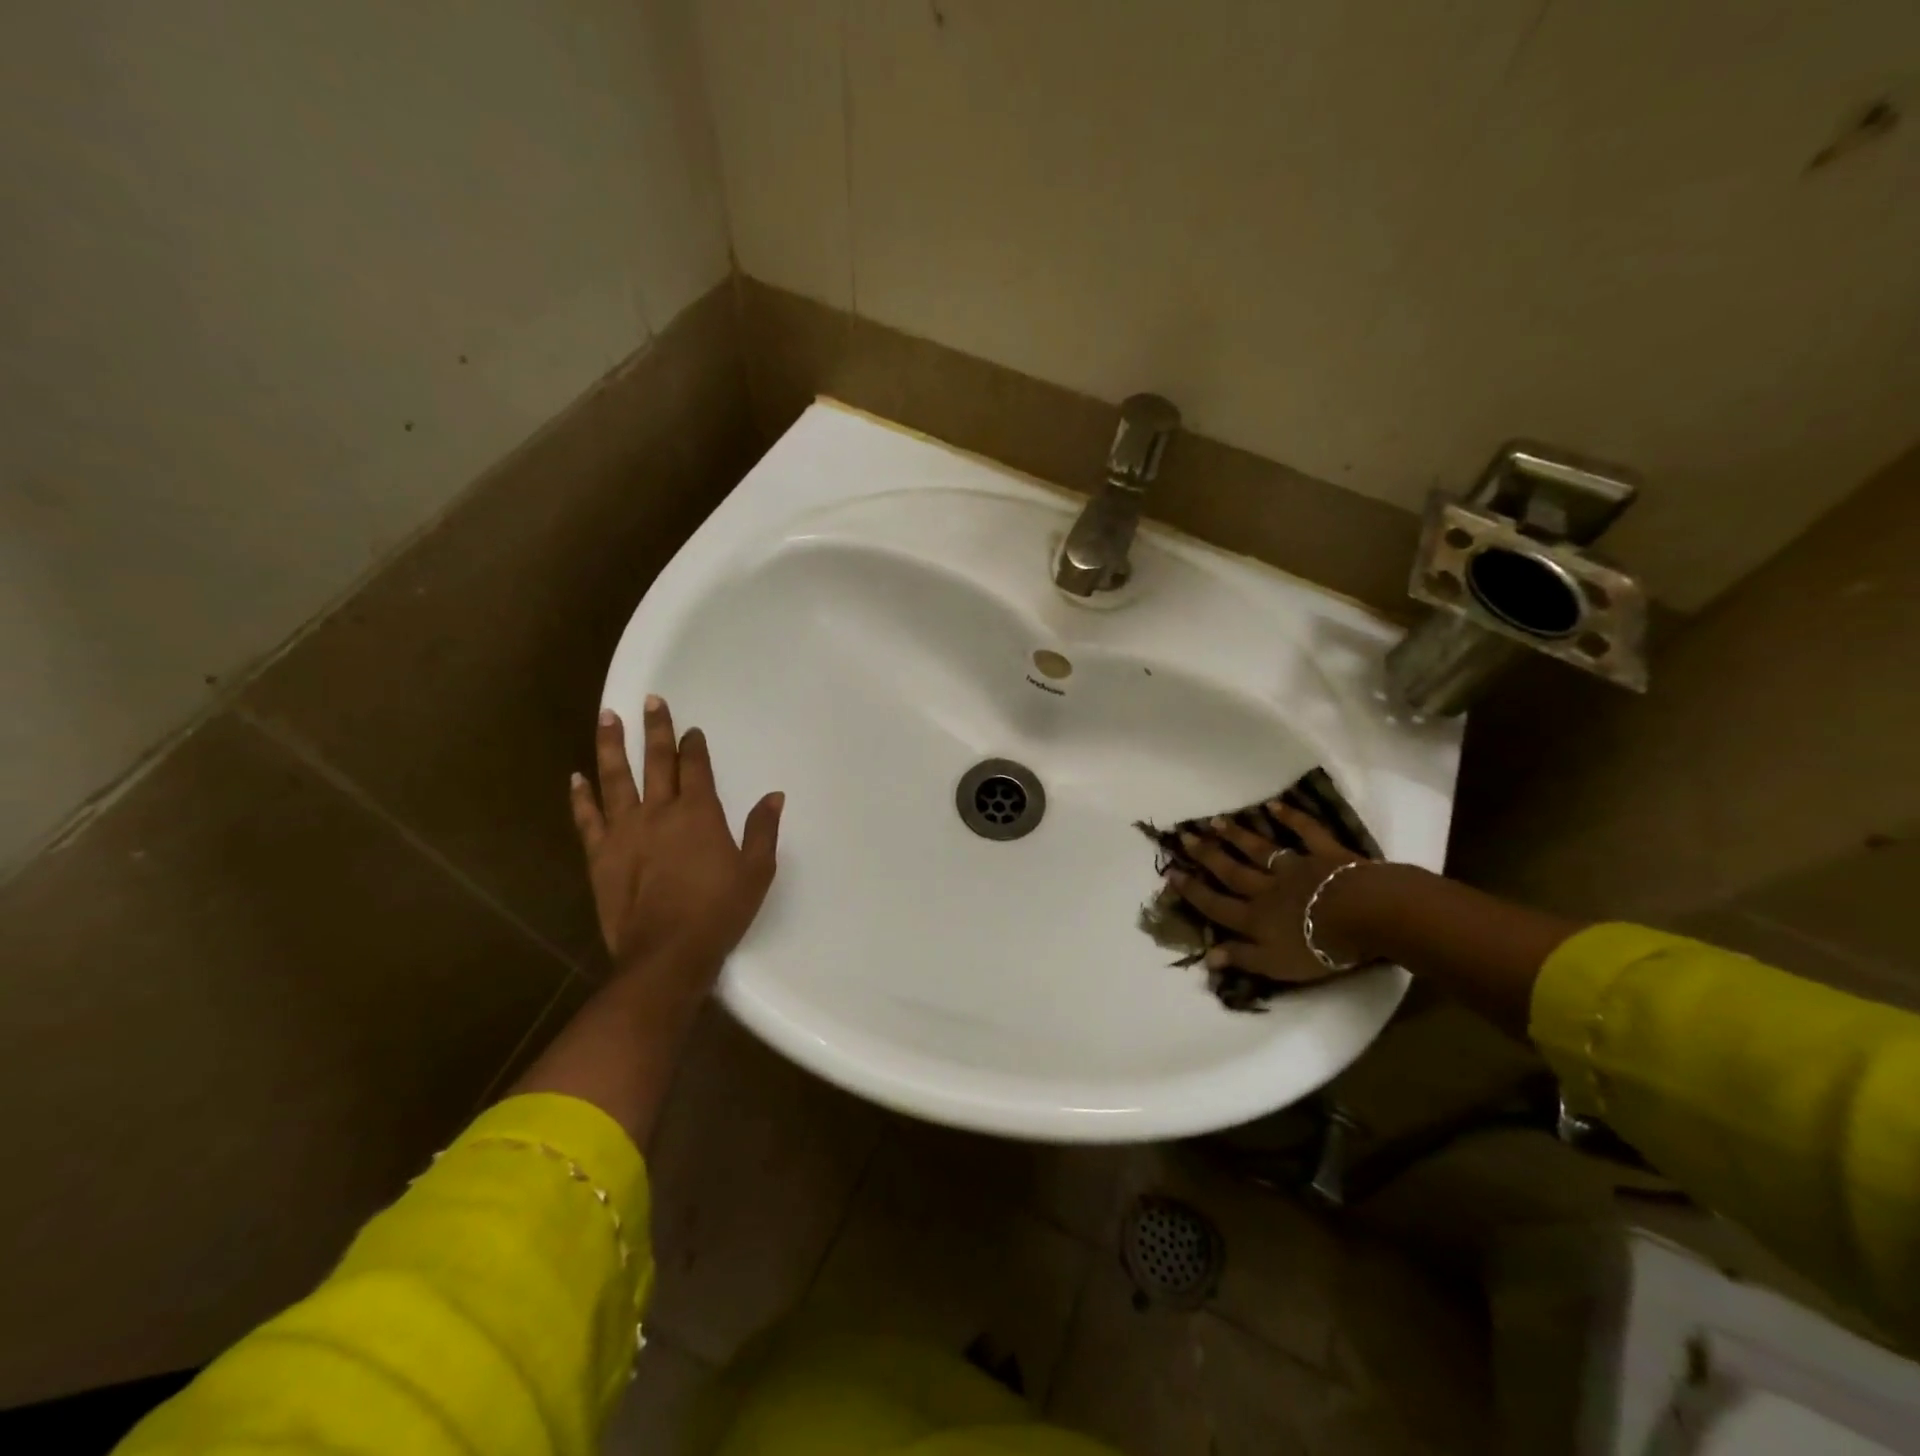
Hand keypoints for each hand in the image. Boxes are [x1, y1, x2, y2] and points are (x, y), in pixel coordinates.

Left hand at [570, 696, 783, 978]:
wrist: (667, 954)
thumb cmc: (718, 912)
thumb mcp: (756, 872)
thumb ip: (762, 830)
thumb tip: (774, 795)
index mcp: (699, 814)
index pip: (695, 767)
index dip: (694, 746)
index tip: (692, 729)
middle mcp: (659, 812)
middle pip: (657, 761)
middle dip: (656, 729)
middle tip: (651, 701)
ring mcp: (624, 831)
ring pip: (616, 778)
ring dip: (612, 745)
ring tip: (607, 716)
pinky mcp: (600, 855)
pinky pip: (587, 818)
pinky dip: (580, 797)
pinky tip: (576, 777)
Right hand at [1168, 803, 1373, 983]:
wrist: (1364, 916)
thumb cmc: (1320, 947)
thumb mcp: (1276, 965)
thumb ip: (1242, 958)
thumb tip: (1207, 957)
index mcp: (1256, 918)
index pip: (1217, 905)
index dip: (1193, 891)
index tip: (1171, 874)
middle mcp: (1268, 888)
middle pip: (1232, 871)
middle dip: (1207, 855)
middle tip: (1186, 837)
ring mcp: (1296, 867)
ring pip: (1260, 849)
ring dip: (1237, 836)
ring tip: (1216, 821)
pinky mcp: (1325, 854)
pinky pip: (1305, 832)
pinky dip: (1290, 817)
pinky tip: (1274, 805)